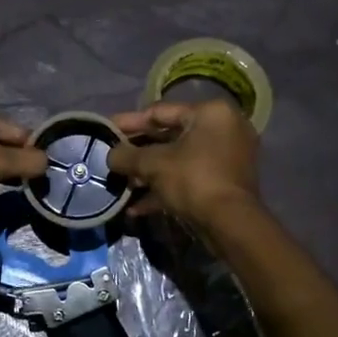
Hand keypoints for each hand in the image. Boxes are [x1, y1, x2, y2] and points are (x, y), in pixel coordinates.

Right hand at [108, 99, 260, 227]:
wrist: (231, 224)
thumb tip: (110, 156)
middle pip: (170, 136)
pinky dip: (166, 188)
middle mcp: (223, 128)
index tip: (106, 128)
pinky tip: (137, 207)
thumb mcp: (153, 164)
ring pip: (179, 160)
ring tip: (123, 185)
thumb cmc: (193, 180)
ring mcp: (227, 157)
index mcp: (210, 113)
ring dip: (149, 173)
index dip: (129, 122)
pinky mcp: (225, 182)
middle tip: (113, 158)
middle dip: (139, 151)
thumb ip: (127, 156)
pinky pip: (190, 177)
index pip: (160, 111)